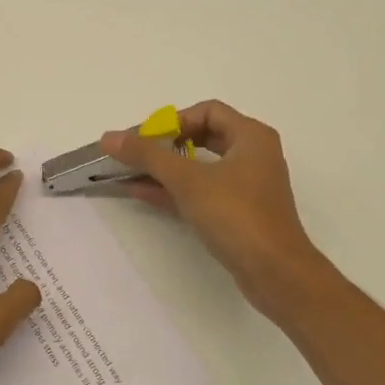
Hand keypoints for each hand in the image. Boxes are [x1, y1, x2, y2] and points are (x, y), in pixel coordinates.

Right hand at [101, 101, 331, 317]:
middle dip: (166, 145)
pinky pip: (202, 192)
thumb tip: (108, 137)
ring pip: (201, 167)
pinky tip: (142, 194)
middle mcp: (253, 155)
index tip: (146, 139)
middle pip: (203, 137)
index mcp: (251, 136)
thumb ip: (147, 155)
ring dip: (166, 170)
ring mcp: (247, 186)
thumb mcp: (188, 180)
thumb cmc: (236, 215)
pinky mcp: (239, 213)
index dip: (173, 120)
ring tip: (130, 174)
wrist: (275, 272)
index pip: (207, 111)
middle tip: (137, 155)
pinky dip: (175, 191)